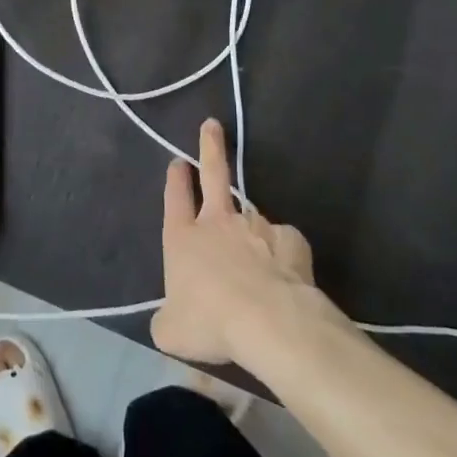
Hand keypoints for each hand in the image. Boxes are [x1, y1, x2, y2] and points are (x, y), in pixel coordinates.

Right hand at [152, 119, 320, 365]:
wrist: (267, 321)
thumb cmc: (209, 322)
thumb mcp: (171, 331)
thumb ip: (168, 318)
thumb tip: (171, 319)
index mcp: (182, 238)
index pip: (175, 199)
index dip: (176, 180)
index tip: (178, 161)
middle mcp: (217, 223)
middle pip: (213, 175)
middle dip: (210, 148)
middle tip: (212, 125)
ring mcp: (255, 226)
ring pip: (251, 217)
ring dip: (251, 229)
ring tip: (257, 259)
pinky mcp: (288, 239)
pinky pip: (283, 242)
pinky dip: (282, 253)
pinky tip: (284, 273)